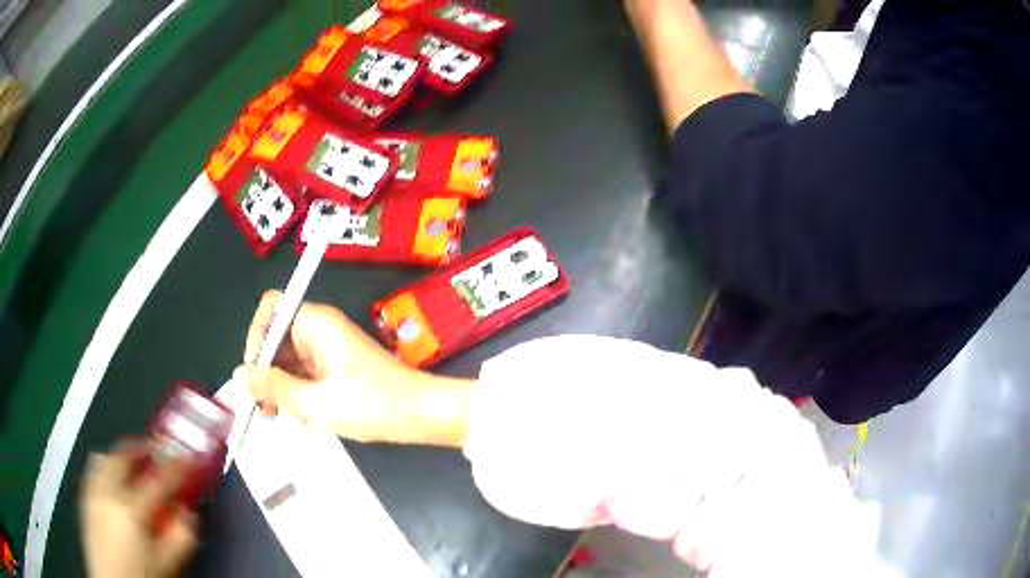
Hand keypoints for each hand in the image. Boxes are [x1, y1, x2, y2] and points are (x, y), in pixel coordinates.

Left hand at [80, 441, 197, 577]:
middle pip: (123, 457)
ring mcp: (92, 492)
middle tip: (158, 451)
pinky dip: (105, 463)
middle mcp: (107, 492)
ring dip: (122, 454)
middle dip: (142, 449)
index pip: (158, 481)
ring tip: (135, 460)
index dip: (176, 468)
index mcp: (131, 510)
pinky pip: (94, 469)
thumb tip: (188, 514)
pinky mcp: (85, 498)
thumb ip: (180, 538)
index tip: (189, 458)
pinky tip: (111, 473)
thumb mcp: (166, 564)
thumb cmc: (140, 576)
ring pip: (105, 458)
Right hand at [237, 291, 439, 443]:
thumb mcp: (314, 402)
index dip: (256, 336)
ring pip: (291, 362)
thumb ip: (273, 387)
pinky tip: (306, 420)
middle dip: (267, 373)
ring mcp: (330, 349)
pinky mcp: (338, 368)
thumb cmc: (370, 404)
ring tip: (285, 418)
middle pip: (278, 339)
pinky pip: (307, 375)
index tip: (253, 373)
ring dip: (284, 390)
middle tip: (265, 410)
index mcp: (315, 322)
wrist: (421, 414)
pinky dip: (301, 395)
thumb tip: (240, 374)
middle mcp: (320, 329)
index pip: (272, 309)